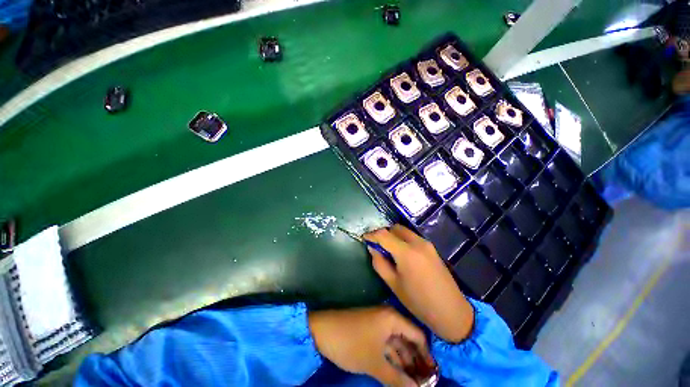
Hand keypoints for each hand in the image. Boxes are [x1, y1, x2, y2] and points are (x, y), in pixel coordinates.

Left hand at [308, 306, 430, 385]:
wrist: (322, 330)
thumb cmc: (351, 343)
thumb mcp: (375, 363)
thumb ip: (397, 379)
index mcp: (392, 318)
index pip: (418, 336)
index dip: (426, 356)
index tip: (432, 376)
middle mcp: (388, 317)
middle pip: (408, 340)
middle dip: (416, 361)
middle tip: (424, 383)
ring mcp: (378, 323)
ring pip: (396, 343)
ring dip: (404, 362)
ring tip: (413, 383)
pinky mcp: (370, 330)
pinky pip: (386, 344)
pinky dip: (392, 358)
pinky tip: (398, 374)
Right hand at [364, 225, 473, 342]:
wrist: (452, 312)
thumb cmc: (419, 302)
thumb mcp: (394, 284)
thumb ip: (380, 263)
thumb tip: (372, 248)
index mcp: (406, 253)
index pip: (383, 234)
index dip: (371, 235)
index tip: (364, 238)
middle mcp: (418, 243)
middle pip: (395, 228)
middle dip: (383, 234)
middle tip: (377, 245)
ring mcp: (427, 244)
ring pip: (404, 231)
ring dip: (393, 236)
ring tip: (388, 250)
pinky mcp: (432, 248)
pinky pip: (413, 237)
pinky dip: (403, 240)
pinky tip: (401, 253)